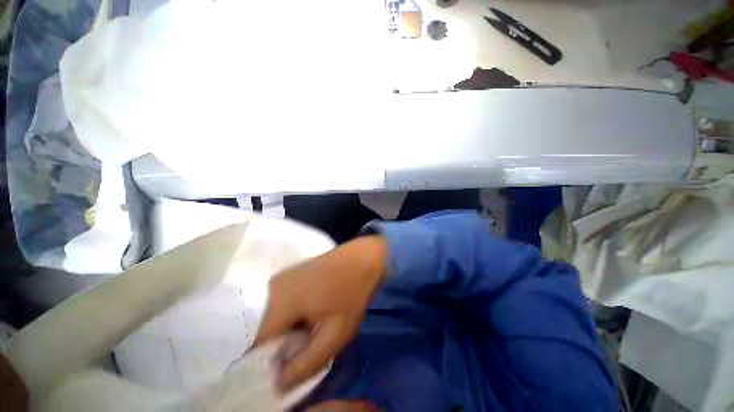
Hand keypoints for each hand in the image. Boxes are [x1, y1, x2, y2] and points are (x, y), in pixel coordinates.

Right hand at [255, 235, 387, 390]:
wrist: (363, 257)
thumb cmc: (352, 292)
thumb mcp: (335, 334)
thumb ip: (305, 363)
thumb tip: (277, 384)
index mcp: (278, 302)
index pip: (250, 344)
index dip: (261, 364)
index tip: (279, 372)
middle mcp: (271, 288)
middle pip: (257, 330)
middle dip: (272, 348)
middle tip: (296, 353)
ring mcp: (281, 277)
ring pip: (266, 317)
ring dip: (280, 332)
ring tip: (303, 337)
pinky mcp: (290, 274)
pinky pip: (276, 303)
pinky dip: (285, 317)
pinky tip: (305, 319)